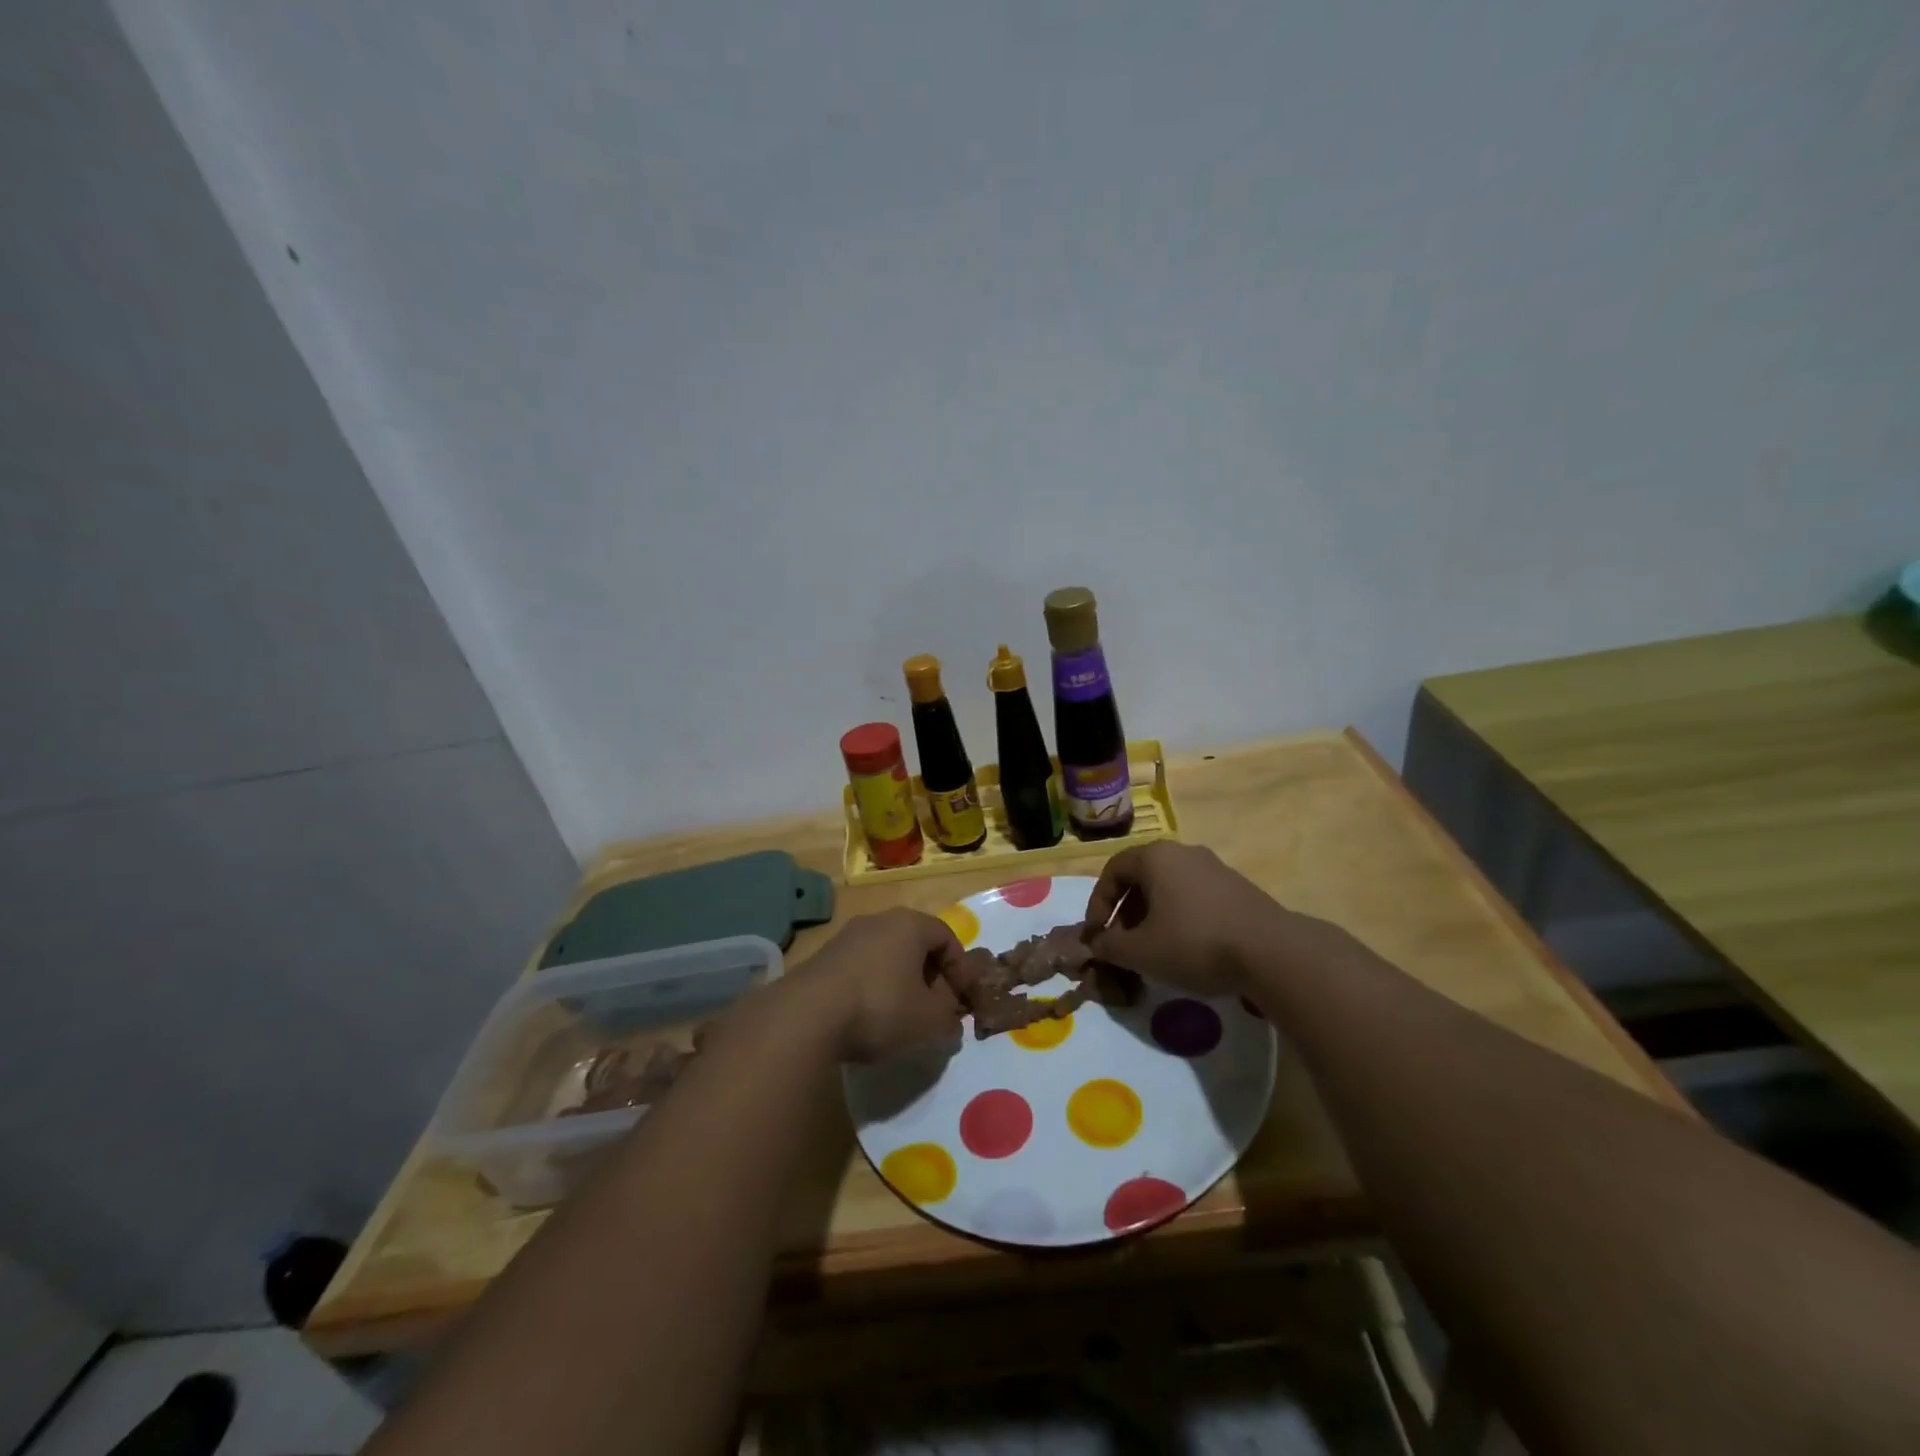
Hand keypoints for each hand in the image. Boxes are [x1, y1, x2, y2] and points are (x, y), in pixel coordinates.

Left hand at [791, 909, 965, 1061]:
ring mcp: (847, 936)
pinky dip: (874, 987)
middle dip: (931, 977)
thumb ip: (949, 1020)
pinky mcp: (824, 958)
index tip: (963, 1001)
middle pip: (916, 944)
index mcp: (910, 924)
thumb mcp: (929, 1021)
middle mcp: (879, 920)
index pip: (948, 938)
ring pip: (888, 956)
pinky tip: (870, 1017)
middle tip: (937, 1009)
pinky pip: (862, 968)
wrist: (807, 1015)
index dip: (961, 970)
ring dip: (901, 983)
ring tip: (904, 1017)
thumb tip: (952, 1023)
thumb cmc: (881, 1007)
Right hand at [1085, 842, 1293, 996]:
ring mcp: (1215, 868)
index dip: (1097, 904)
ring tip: (1153, 950)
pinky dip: (1180, 918)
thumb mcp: (1141, 952)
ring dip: (1152, 916)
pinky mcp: (1238, 888)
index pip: (1112, 870)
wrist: (1272, 952)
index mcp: (1155, 857)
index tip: (1097, 936)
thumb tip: (1095, 945)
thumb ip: (1109, 947)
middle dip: (1125, 912)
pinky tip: (1187, 949)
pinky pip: (1195, 897)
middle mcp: (1184, 853)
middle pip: (1142, 877)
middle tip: (1122, 944)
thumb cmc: (1194, 943)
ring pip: (1169, 888)